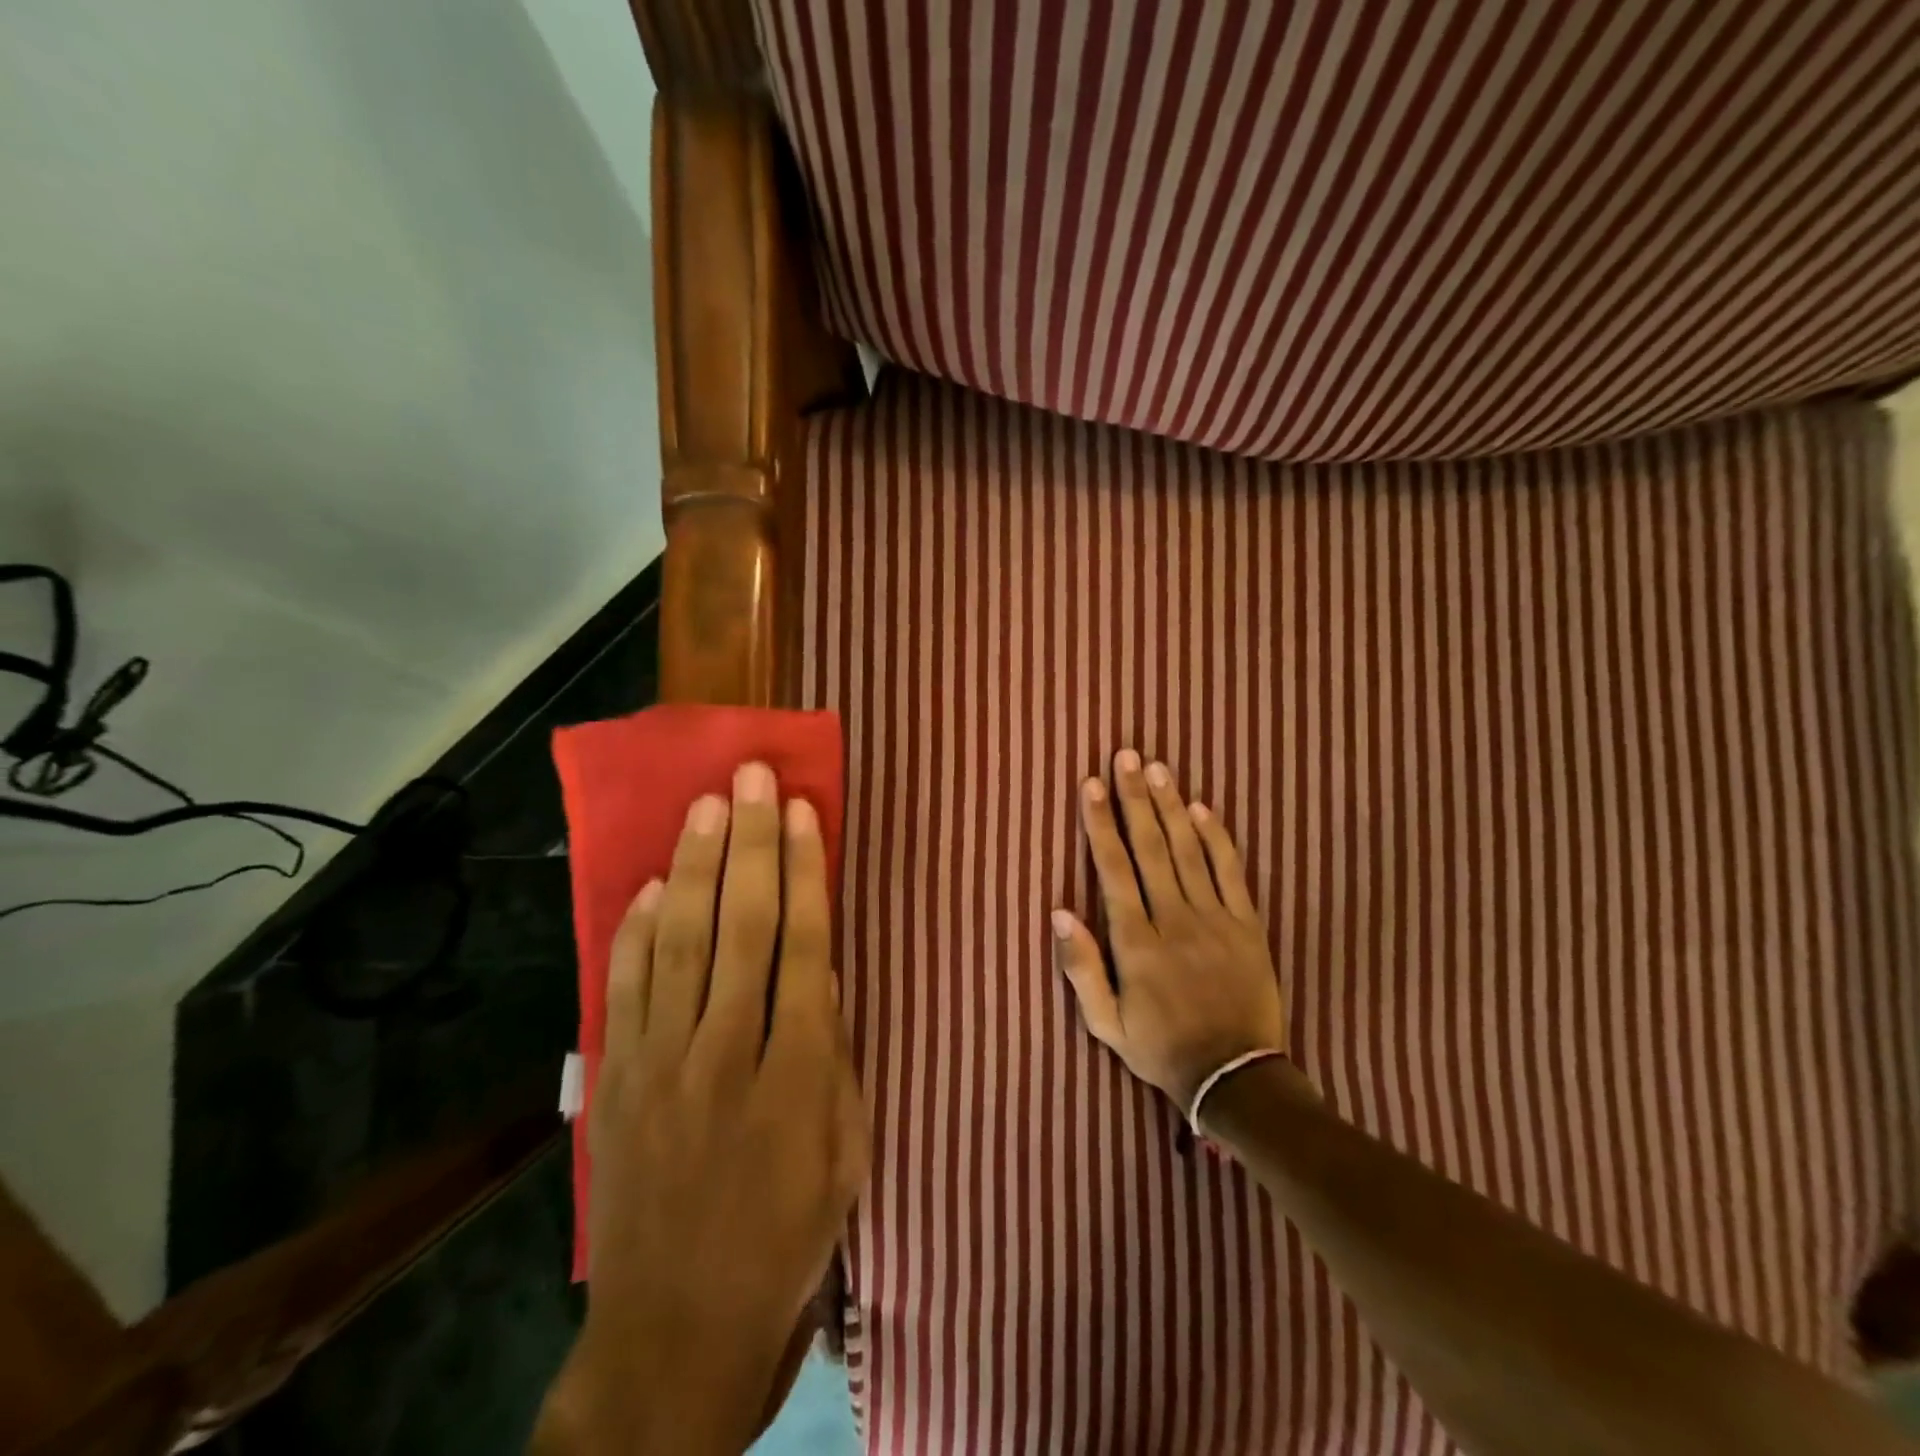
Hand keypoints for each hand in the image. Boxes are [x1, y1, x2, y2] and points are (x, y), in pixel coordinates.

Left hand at [539, 762, 868, 1455]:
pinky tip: (655, 885)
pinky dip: (638, 932)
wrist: (677, 1332)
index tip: (804, 812)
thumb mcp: (845, 1152)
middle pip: (742, 927)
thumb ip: (835, 1056)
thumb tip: (825, 970)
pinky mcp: (617, 1082)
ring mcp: (662, 1064)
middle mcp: (726, 1053)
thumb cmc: (786, 1238)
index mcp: (796, 1073)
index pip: (804, 945)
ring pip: (682, 943)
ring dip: (697, 868)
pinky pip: (626, 990)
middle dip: (752, 844)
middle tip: (752, 778)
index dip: (805, 872)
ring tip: (708, 806)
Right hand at [1051, 750, 1285, 1113]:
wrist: (1236, 1078)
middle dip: (1134, 798)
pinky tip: (1203, 808)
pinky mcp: (1247, 926)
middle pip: (1151, 847)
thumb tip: (1059, 911)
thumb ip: (1080, 967)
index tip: (1092, 784)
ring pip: (1189, 851)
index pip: (1114, 869)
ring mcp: (1215, 920)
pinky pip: (1231, 873)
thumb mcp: (1106, 1024)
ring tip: (1157, 768)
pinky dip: (1217, 838)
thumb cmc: (1161, 1048)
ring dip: (1171, 806)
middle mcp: (1174, 920)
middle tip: (1125, 756)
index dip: (1101, 824)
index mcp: (1136, 942)